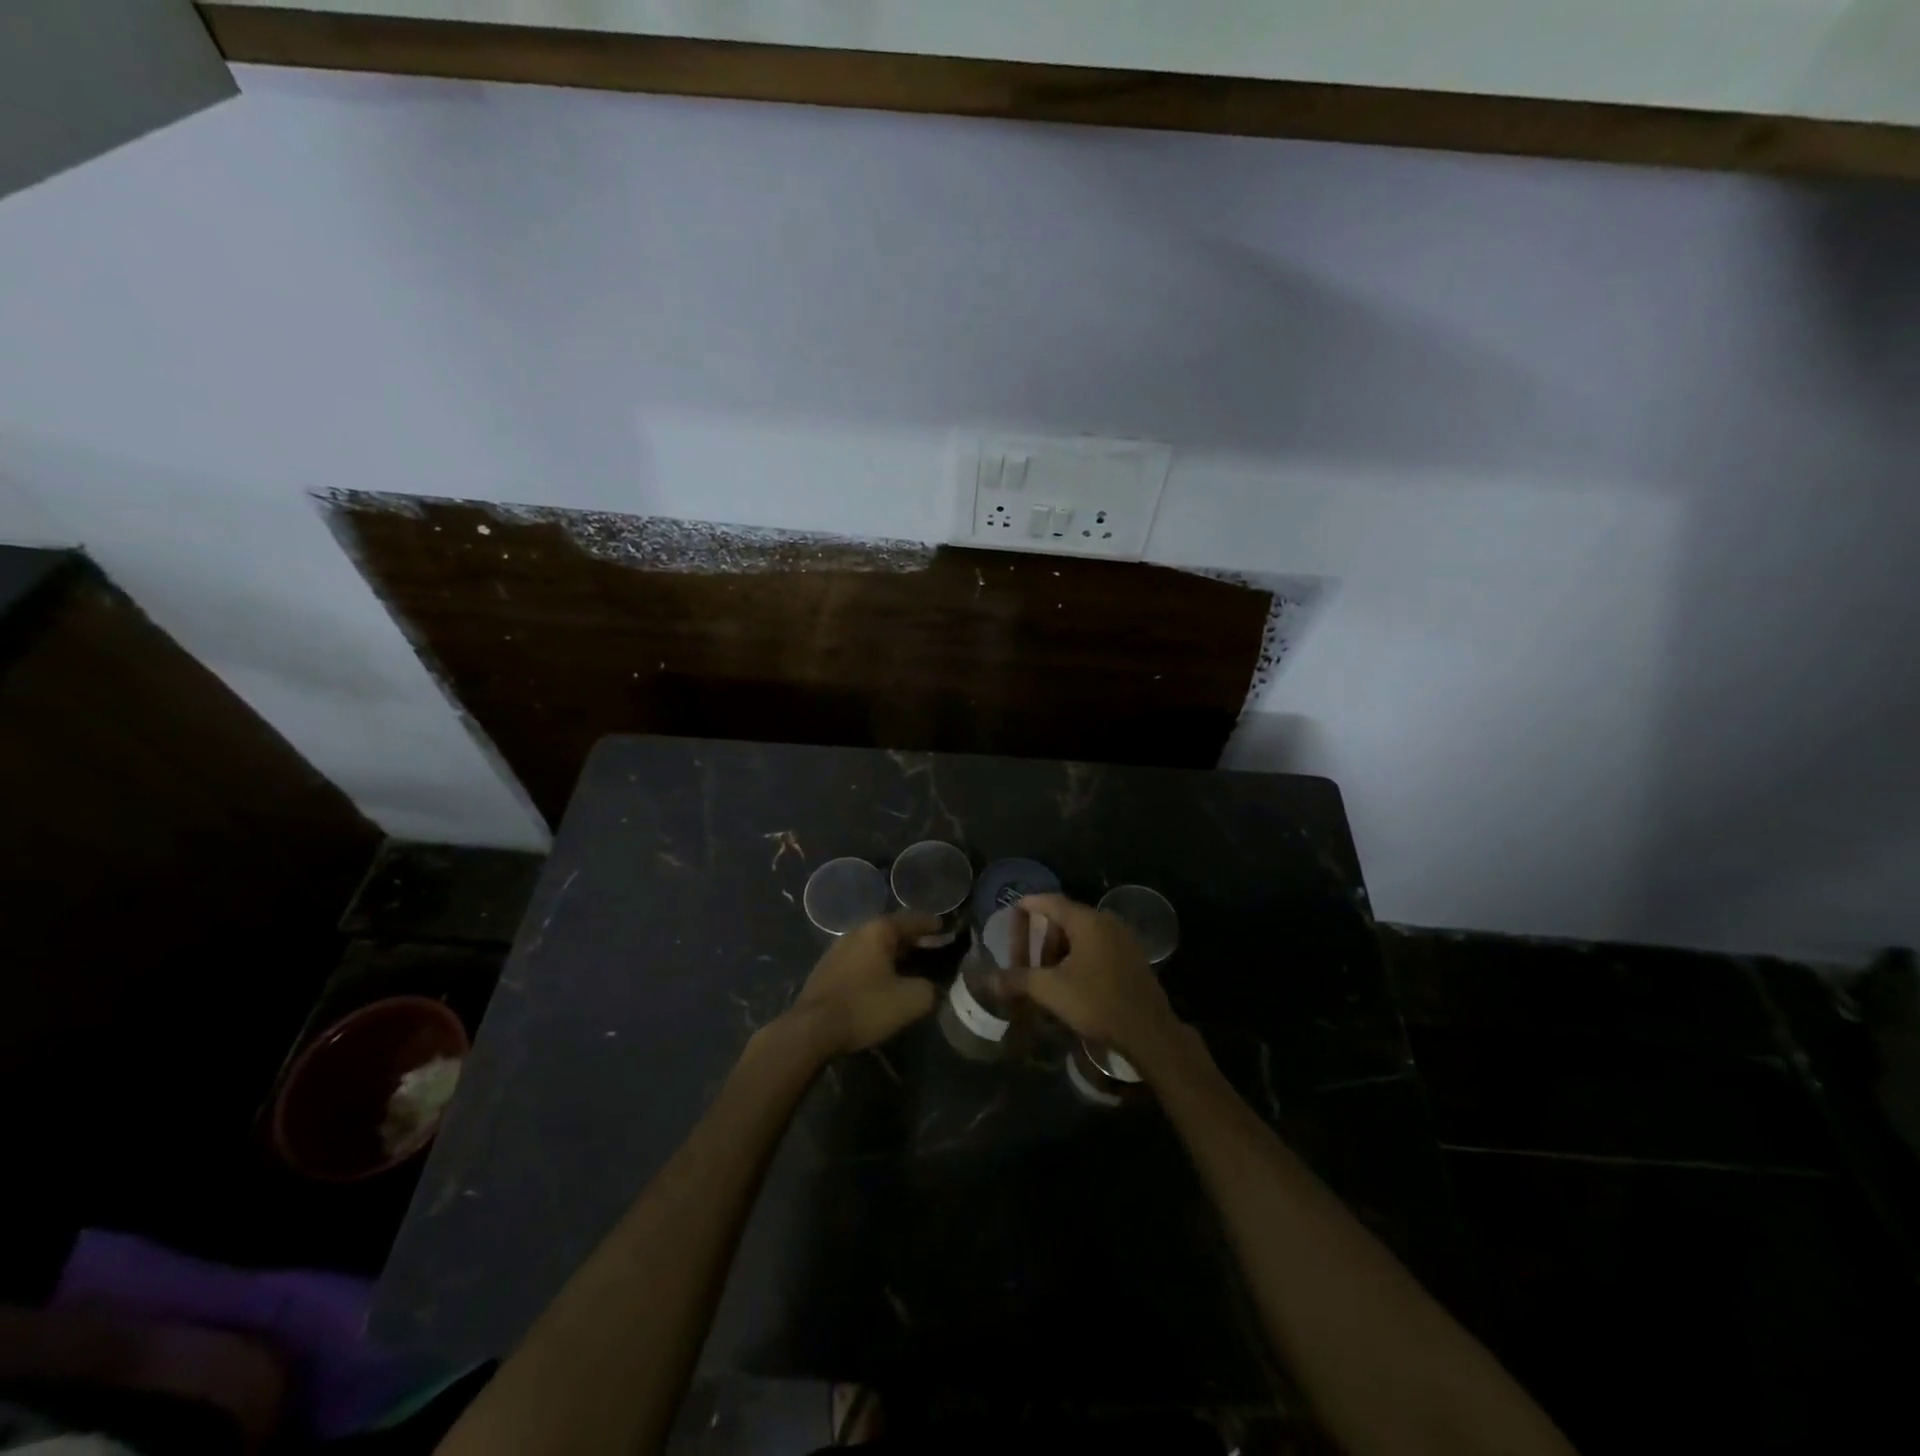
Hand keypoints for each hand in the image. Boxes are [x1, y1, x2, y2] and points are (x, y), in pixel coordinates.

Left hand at [788, 912, 939, 1055]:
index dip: (931, 924)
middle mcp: (856, 933)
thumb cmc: (865, 1006)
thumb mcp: (911, 1000)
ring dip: (892, 953)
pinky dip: (876, 965)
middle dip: (912, 939)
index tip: (945, 928)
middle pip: (891, 931)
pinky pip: (860, 961)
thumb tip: (931, 988)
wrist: (812, 1029)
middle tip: (931, 947)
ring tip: (909, 965)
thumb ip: (930, 989)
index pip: (911, 920)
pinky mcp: (826, 971)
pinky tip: (882, 980)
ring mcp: (837, 951)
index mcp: (878, 931)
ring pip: (873, 946)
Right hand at [1016, 894, 1184, 1070]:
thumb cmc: (1097, 1002)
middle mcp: (1107, 922)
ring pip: (1082, 937)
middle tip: (1026, 961)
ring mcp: (1123, 940)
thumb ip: (1019, 979)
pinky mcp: (1132, 959)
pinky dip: (1078, 959)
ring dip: (1060, 952)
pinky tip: (1071, 983)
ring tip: (1047, 978)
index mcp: (1088, 921)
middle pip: (1065, 920)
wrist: (1149, 1032)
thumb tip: (991, 979)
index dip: (1029, 904)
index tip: (1012, 909)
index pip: (1051, 902)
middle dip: (1043, 939)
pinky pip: (1097, 949)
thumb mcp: (1051, 990)